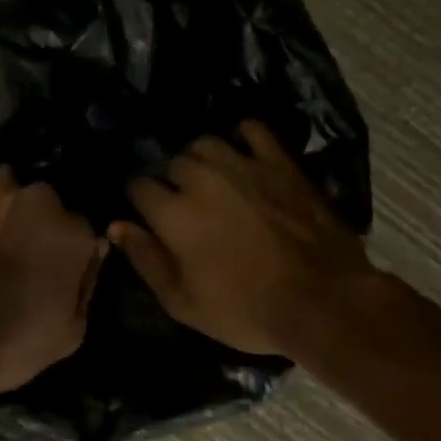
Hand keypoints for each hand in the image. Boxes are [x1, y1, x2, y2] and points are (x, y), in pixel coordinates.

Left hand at [0, 167, 107, 398]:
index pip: (79, 230)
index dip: (62, 251)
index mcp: (74, 234)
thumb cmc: (7, 346)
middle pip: (44, 203)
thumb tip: (94, 250)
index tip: (46, 268)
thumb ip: (87, 285)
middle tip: (12, 251)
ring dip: (1, 205)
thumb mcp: (69, 334)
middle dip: (33, 222)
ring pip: (6, 186)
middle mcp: (41, 199)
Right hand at [108, 121, 383, 364]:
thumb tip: (116, 226)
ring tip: (209, 179)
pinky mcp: (281, 163)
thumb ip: (145, 259)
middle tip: (182, 205)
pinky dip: (242, 137)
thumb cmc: (246, 311)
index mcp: (173, 214)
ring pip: (205, 143)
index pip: (137, 186)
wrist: (324, 302)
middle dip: (169, 181)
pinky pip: (253, 130)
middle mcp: (202, 180)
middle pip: (170, 163)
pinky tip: (243, 154)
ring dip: (200, 159)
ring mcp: (244, 166)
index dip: (138, 200)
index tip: (147, 215)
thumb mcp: (182, 302)